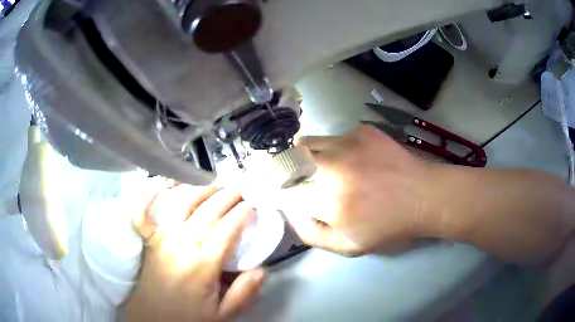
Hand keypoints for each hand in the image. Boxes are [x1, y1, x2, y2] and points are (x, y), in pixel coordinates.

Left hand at [122, 185, 265, 320]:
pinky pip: (142, 215)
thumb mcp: (223, 315)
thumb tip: (262, 271)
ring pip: (181, 205)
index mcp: (203, 265)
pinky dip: (146, 199)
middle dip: (227, 195)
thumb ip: (243, 294)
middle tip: (241, 185)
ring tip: (214, 185)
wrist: (155, 319)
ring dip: (199, 191)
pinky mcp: (148, 241)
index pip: (227, 229)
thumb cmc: (189, 317)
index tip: (253, 202)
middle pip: (208, 212)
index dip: (242, 213)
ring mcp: (161, 240)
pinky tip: (154, 187)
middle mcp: (181, 245)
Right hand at [280, 125, 432, 256]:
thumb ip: (310, 233)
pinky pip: (333, 137)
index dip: (283, 191)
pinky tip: (356, 159)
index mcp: (327, 201)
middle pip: (287, 159)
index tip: (291, 194)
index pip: (283, 189)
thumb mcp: (348, 246)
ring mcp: (347, 143)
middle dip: (288, 170)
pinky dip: (335, 148)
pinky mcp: (361, 130)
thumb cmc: (387, 226)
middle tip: (305, 180)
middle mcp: (332, 167)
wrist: (422, 196)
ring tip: (329, 168)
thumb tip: (290, 211)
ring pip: (307, 143)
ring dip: (309, 156)